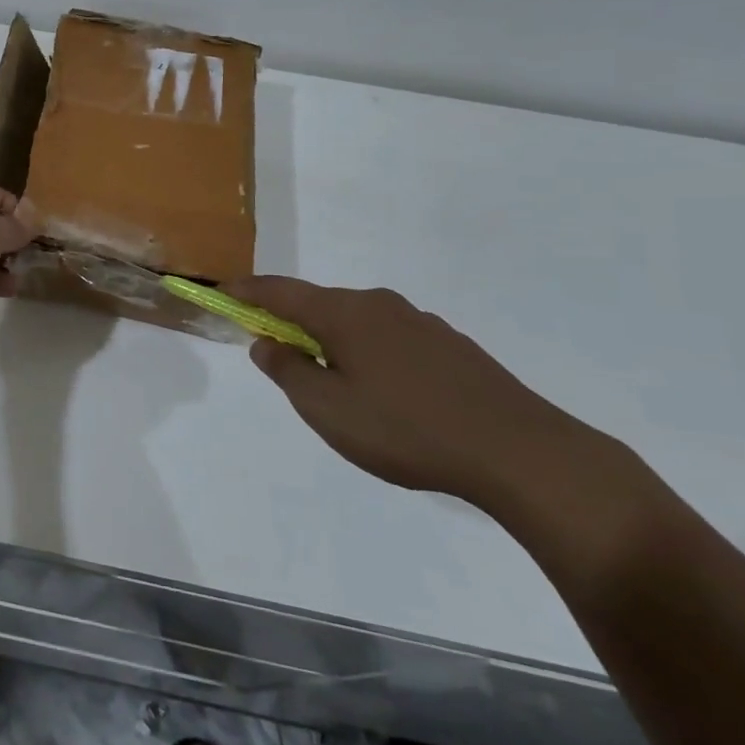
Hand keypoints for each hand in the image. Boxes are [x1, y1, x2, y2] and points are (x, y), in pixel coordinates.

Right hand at [227, 276, 595, 508]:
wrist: (522, 453)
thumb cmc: (407, 430)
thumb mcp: (328, 410)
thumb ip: (288, 372)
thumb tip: (266, 343)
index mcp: (344, 314)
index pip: (280, 291)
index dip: (248, 292)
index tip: (223, 294)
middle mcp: (379, 305)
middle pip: (320, 304)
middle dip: (292, 322)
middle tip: (277, 354)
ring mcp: (421, 323)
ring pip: (358, 323)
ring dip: (334, 341)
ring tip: (335, 383)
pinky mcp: (452, 347)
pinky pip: (391, 339)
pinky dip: (369, 353)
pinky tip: (386, 393)